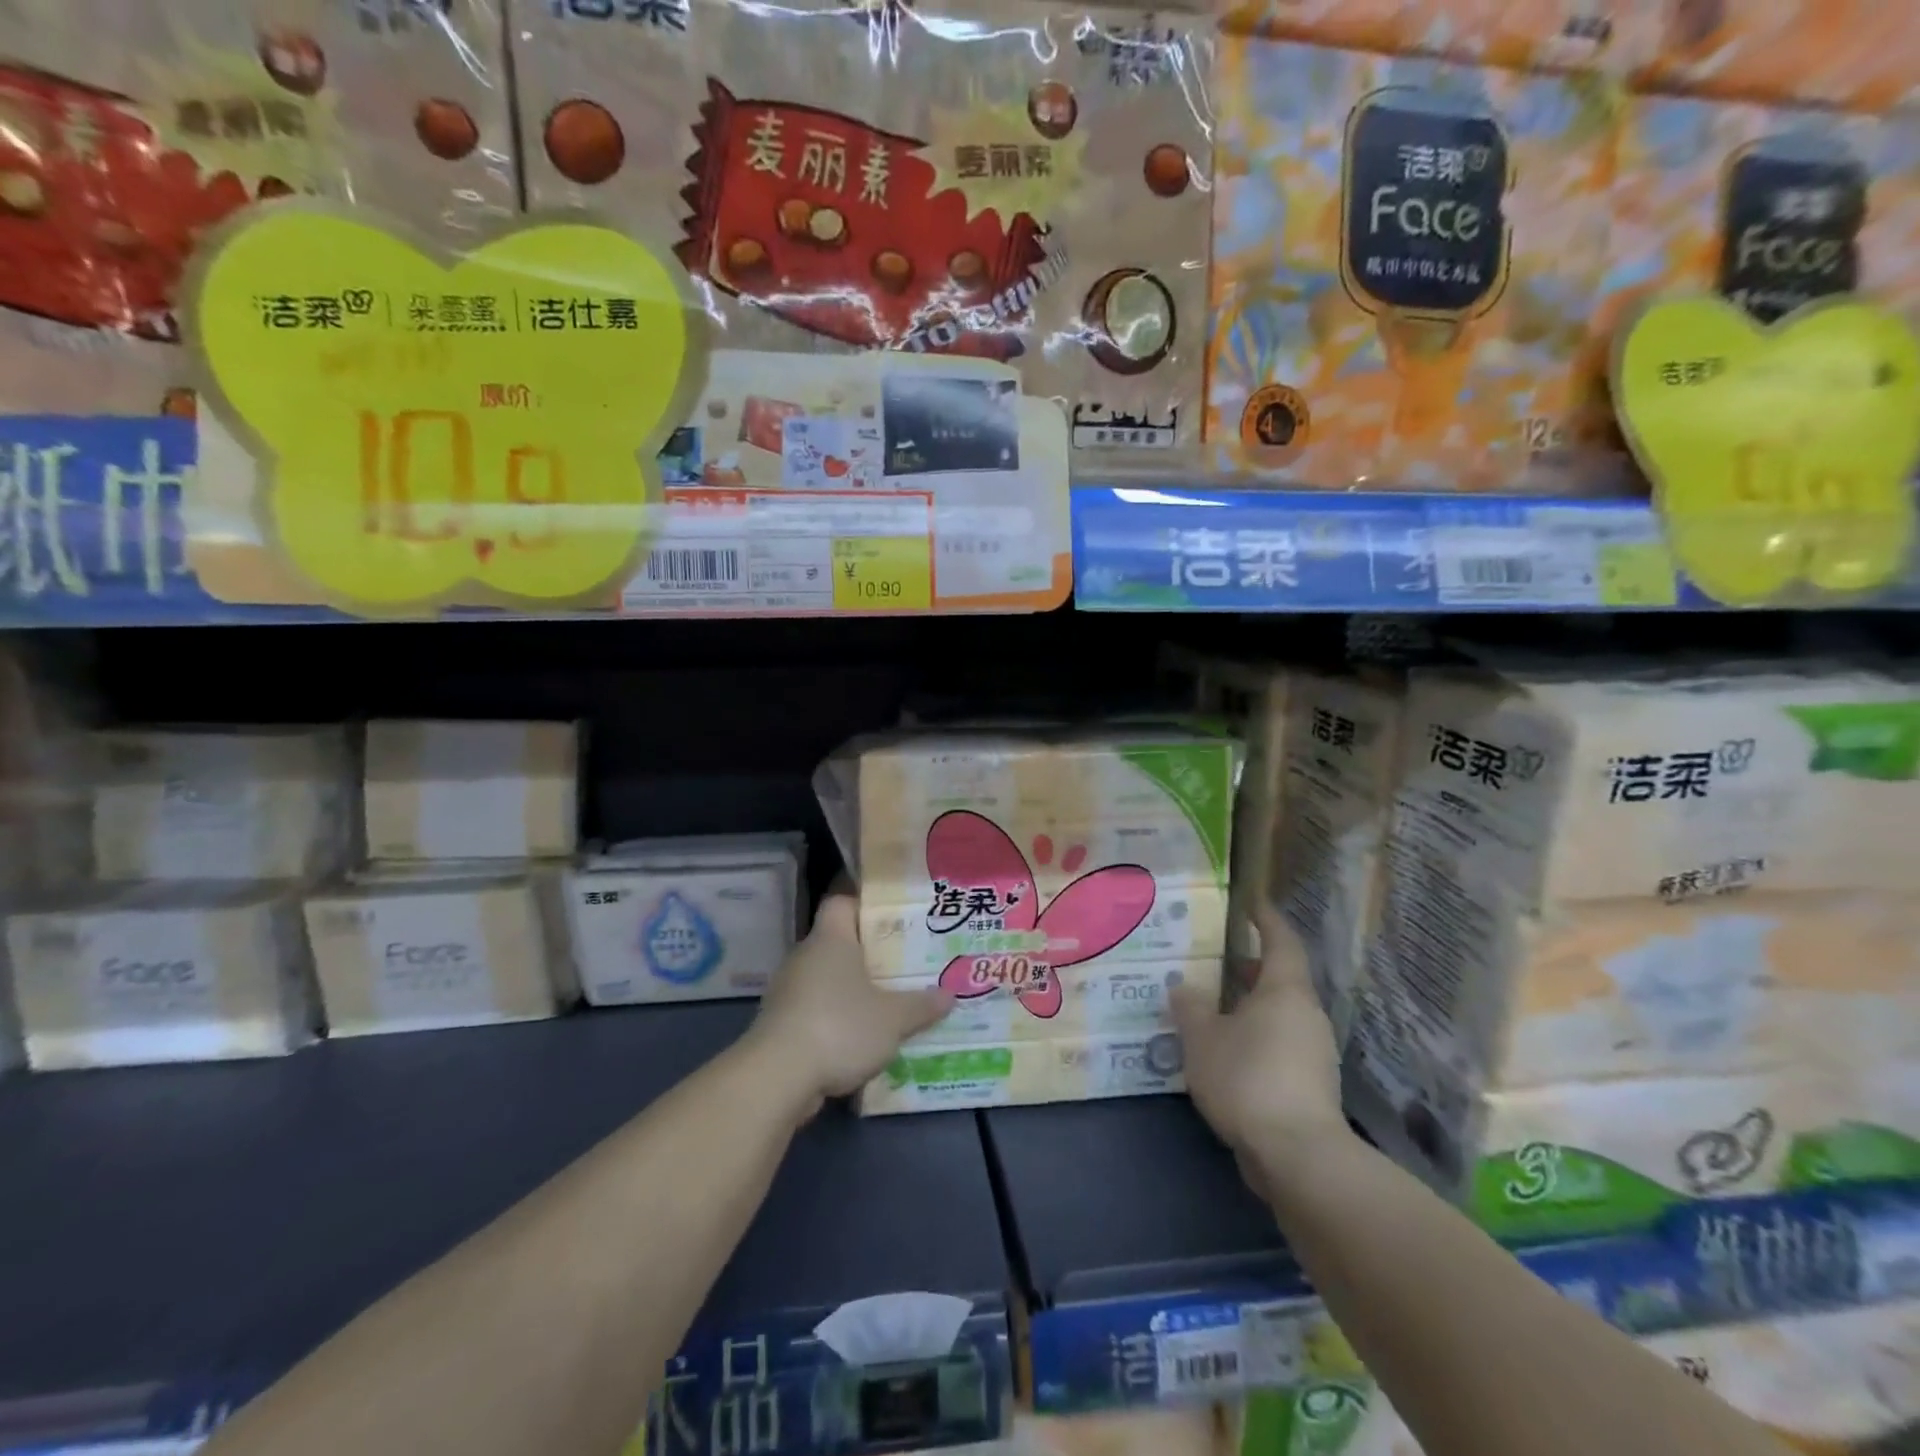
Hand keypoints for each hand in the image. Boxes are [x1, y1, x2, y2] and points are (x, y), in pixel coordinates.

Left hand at [747, 893, 951, 1115]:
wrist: (776, 1078)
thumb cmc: (839, 1027)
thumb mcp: (893, 1019)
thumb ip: (921, 1005)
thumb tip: (949, 995)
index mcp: (830, 939)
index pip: (841, 903)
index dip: (865, 906)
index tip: (893, 921)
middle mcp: (805, 957)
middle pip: (837, 943)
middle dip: (868, 956)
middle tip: (902, 966)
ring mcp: (788, 992)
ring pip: (826, 980)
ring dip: (851, 992)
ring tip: (887, 1005)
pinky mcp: (780, 1025)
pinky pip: (815, 1011)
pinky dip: (835, 1021)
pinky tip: (860, 1040)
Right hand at [1171, 904, 1350, 1187]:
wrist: (1298, 1157)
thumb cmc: (1248, 1078)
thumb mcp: (1202, 1039)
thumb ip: (1191, 1008)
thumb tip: (1184, 988)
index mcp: (1285, 991)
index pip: (1281, 941)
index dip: (1266, 920)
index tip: (1252, 903)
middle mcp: (1307, 1015)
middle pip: (1282, 979)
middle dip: (1251, 968)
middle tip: (1217, 961)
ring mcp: (1315, 1053)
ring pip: (1281, 1015)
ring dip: (1251, 1007)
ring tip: (1214, 1008)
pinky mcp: (1312, 1087)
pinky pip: (1281, 1046)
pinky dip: (1257, 1039)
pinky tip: (1227, 1053)